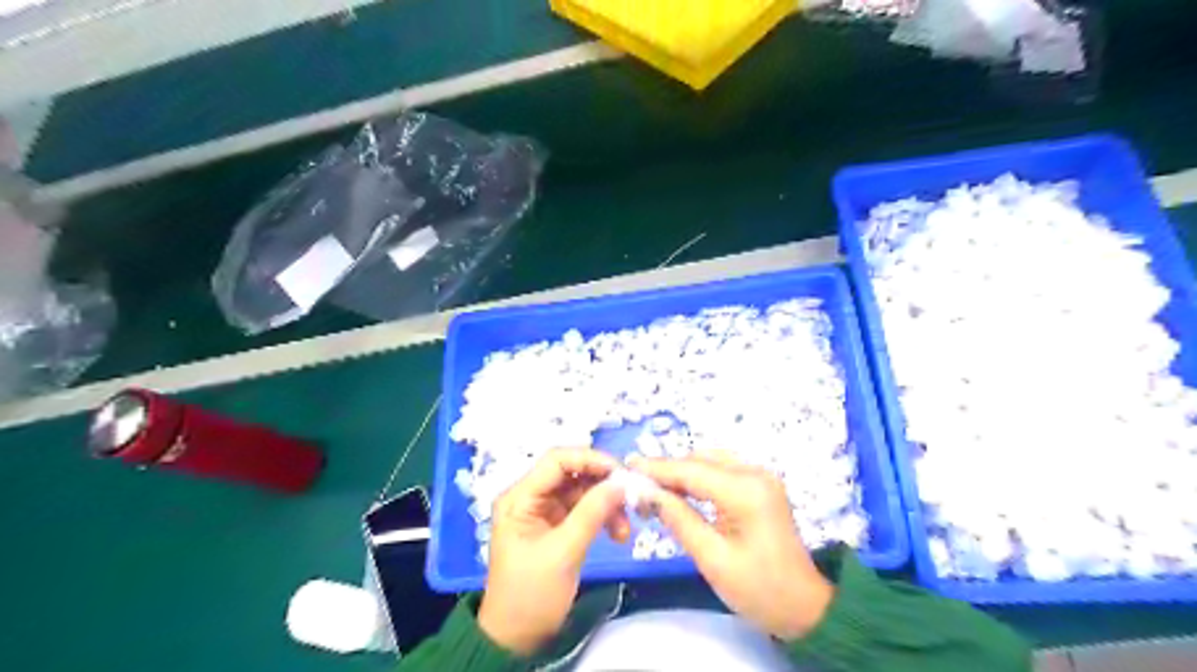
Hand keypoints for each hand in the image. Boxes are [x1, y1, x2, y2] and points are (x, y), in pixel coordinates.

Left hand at [478, 448, 630, 652]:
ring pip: (582, 491)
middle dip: (603, 484)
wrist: (517, 639)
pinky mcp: (557, 526)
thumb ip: (592, 513)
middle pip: (572, 474)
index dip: (589, 459)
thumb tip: (621, 482)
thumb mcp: (563, 552)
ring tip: (625, 529)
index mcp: (520, 497)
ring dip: (607, 504)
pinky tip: (619, 533)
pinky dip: (603, 517)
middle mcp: (530, 497)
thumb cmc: (532, 594)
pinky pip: (585, 509)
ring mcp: (544, 511)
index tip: (621, 472)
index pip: (556, 460)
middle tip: (631, 498)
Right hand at [634, 454, 834, 636]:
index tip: (626, 467)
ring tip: (654, 492)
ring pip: (710, 462)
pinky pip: (722, 471)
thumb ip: (678, 519)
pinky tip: (681, 493)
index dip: (657, 468)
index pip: (692, 470)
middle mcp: (755, 473)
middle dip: (668, 471)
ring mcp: (761, 477)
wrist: (805, 607)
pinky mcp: (761, 485)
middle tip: (637, 488)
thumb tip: (647, 493)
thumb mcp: (712, 559)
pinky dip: (698, 478)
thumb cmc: (759, 589)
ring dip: (682, 473)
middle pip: (700, 461)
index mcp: (746, 491)